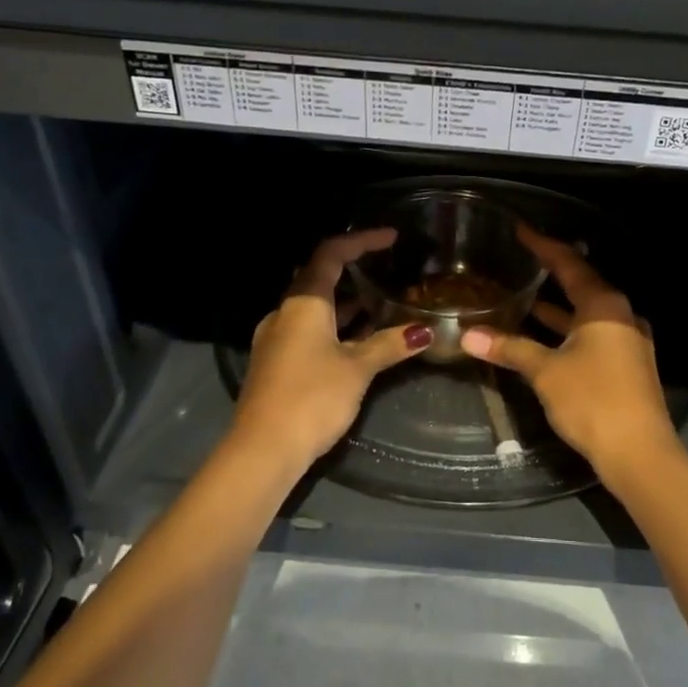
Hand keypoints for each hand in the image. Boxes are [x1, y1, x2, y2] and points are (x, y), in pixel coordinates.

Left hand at [231, 228, 432, 468]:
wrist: (263, 448)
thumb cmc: (312, 397)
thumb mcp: (357, 368)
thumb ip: (389, 345)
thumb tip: (424, 331)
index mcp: (303, 303)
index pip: (330, 254)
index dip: (361, 241)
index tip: (391, 237)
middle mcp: (285, 313)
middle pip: (319, 278)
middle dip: (353, 270)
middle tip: (386, 268)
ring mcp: (277, 338)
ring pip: (315, 308)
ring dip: (346, 303)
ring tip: (381, 303)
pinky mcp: (277, 362)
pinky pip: (309, 330)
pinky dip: (335, 327)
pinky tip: (359, 340)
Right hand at [460, 226, 678, 475]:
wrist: (639, 452)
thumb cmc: (592, 400)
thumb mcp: (546, 371)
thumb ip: (509, 348)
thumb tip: (468, 335)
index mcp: (604, 306)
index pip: (569, 264)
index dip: (543, 246)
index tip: (520, 230)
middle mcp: (620, 315)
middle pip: (582, 285)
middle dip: (552, 273)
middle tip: (522, 259)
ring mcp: (627, 341)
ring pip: (586, 313)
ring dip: (557, 307)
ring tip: (525, 296)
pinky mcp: (626, 365)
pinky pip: (592, 334)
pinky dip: (567, 330)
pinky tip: (544, 337)